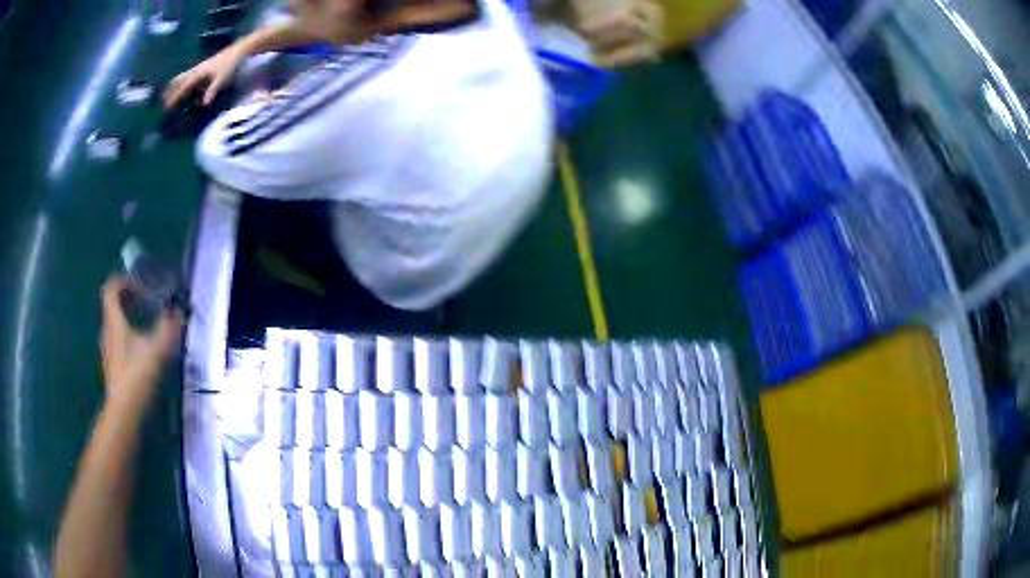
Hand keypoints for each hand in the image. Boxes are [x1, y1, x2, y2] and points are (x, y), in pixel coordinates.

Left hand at [100, 275, 182, 403]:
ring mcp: (108, 350)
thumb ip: (168, 327)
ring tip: (149, 328)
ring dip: (131, 320)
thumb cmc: (137, 375)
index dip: (125, 281)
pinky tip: (145, 353)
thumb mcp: (157, 349)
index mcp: (114, 321)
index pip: (111, 288)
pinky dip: (130, 339)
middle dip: (131, 301)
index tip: (142, 286)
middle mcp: (107, 331)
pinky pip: (119, 343)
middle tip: (149, 305)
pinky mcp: (113, 367)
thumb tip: (178, 311)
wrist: (124, 413)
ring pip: (117, 325)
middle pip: (113, 306)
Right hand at [163, 45, 245, 107]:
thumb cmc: (229, 65)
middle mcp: (196, 70)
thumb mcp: (222, 79)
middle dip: (170, 91)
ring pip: (182, 77)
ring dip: (174, 86)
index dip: (174, 98)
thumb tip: (204, 104)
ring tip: (168, 94)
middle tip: (163, 101)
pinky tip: (183, 87)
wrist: (237, 51)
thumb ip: (212, 91)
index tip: (167, 107)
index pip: (183, 88)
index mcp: (198, 74)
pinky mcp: (202, 67)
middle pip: (178, 80)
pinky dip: (182, 82)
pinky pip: (188, 75)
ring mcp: (199, 67)